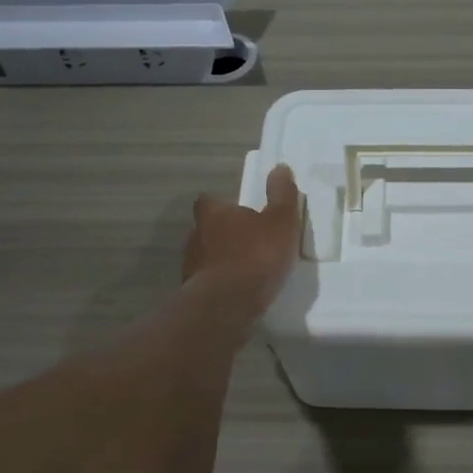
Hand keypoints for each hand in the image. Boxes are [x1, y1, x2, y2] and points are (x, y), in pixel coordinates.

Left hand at [182, 164, 301, 318]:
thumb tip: (280, 167)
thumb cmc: (256, 256)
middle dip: (222, 234)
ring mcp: (191, 267)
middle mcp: (196, 236)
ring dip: (220, 261)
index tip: (237, 211)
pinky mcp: (192, 294)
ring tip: (243, 270)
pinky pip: (207, 284)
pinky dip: (219, 285)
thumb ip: (282, 195)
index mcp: (213, 215)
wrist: (228, 304)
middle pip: (206, 230)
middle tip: (246, 242)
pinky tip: (236, 293)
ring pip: (205, 257)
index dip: (221, 205)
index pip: (208, 201)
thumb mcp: (280, 222)